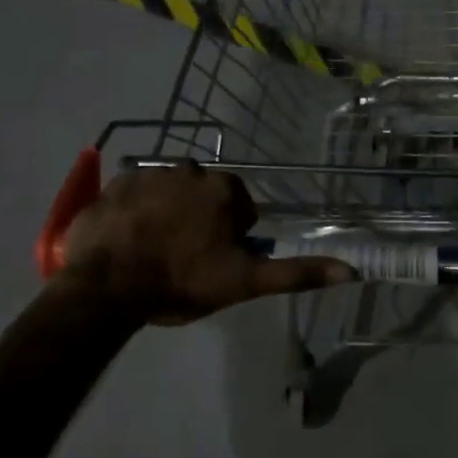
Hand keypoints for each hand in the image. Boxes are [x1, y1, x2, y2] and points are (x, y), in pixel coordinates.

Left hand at [56, 163, 349, 323]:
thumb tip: (352, 270)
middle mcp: (190, 169)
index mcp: (224, 189)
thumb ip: (296, 272)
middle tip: (183, 258)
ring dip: (168, 212)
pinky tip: (128, 237)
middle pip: (204, 195)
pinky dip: (136, 209)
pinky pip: (135, 192)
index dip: (230, 237)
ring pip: (171, 191)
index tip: (212, 261)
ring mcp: (149, 172)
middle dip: (199, 219)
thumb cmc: (181, 283)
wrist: (105, 288)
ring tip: (153, 249)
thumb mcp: (245, 282)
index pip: (239, 208)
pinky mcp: (114, 182)